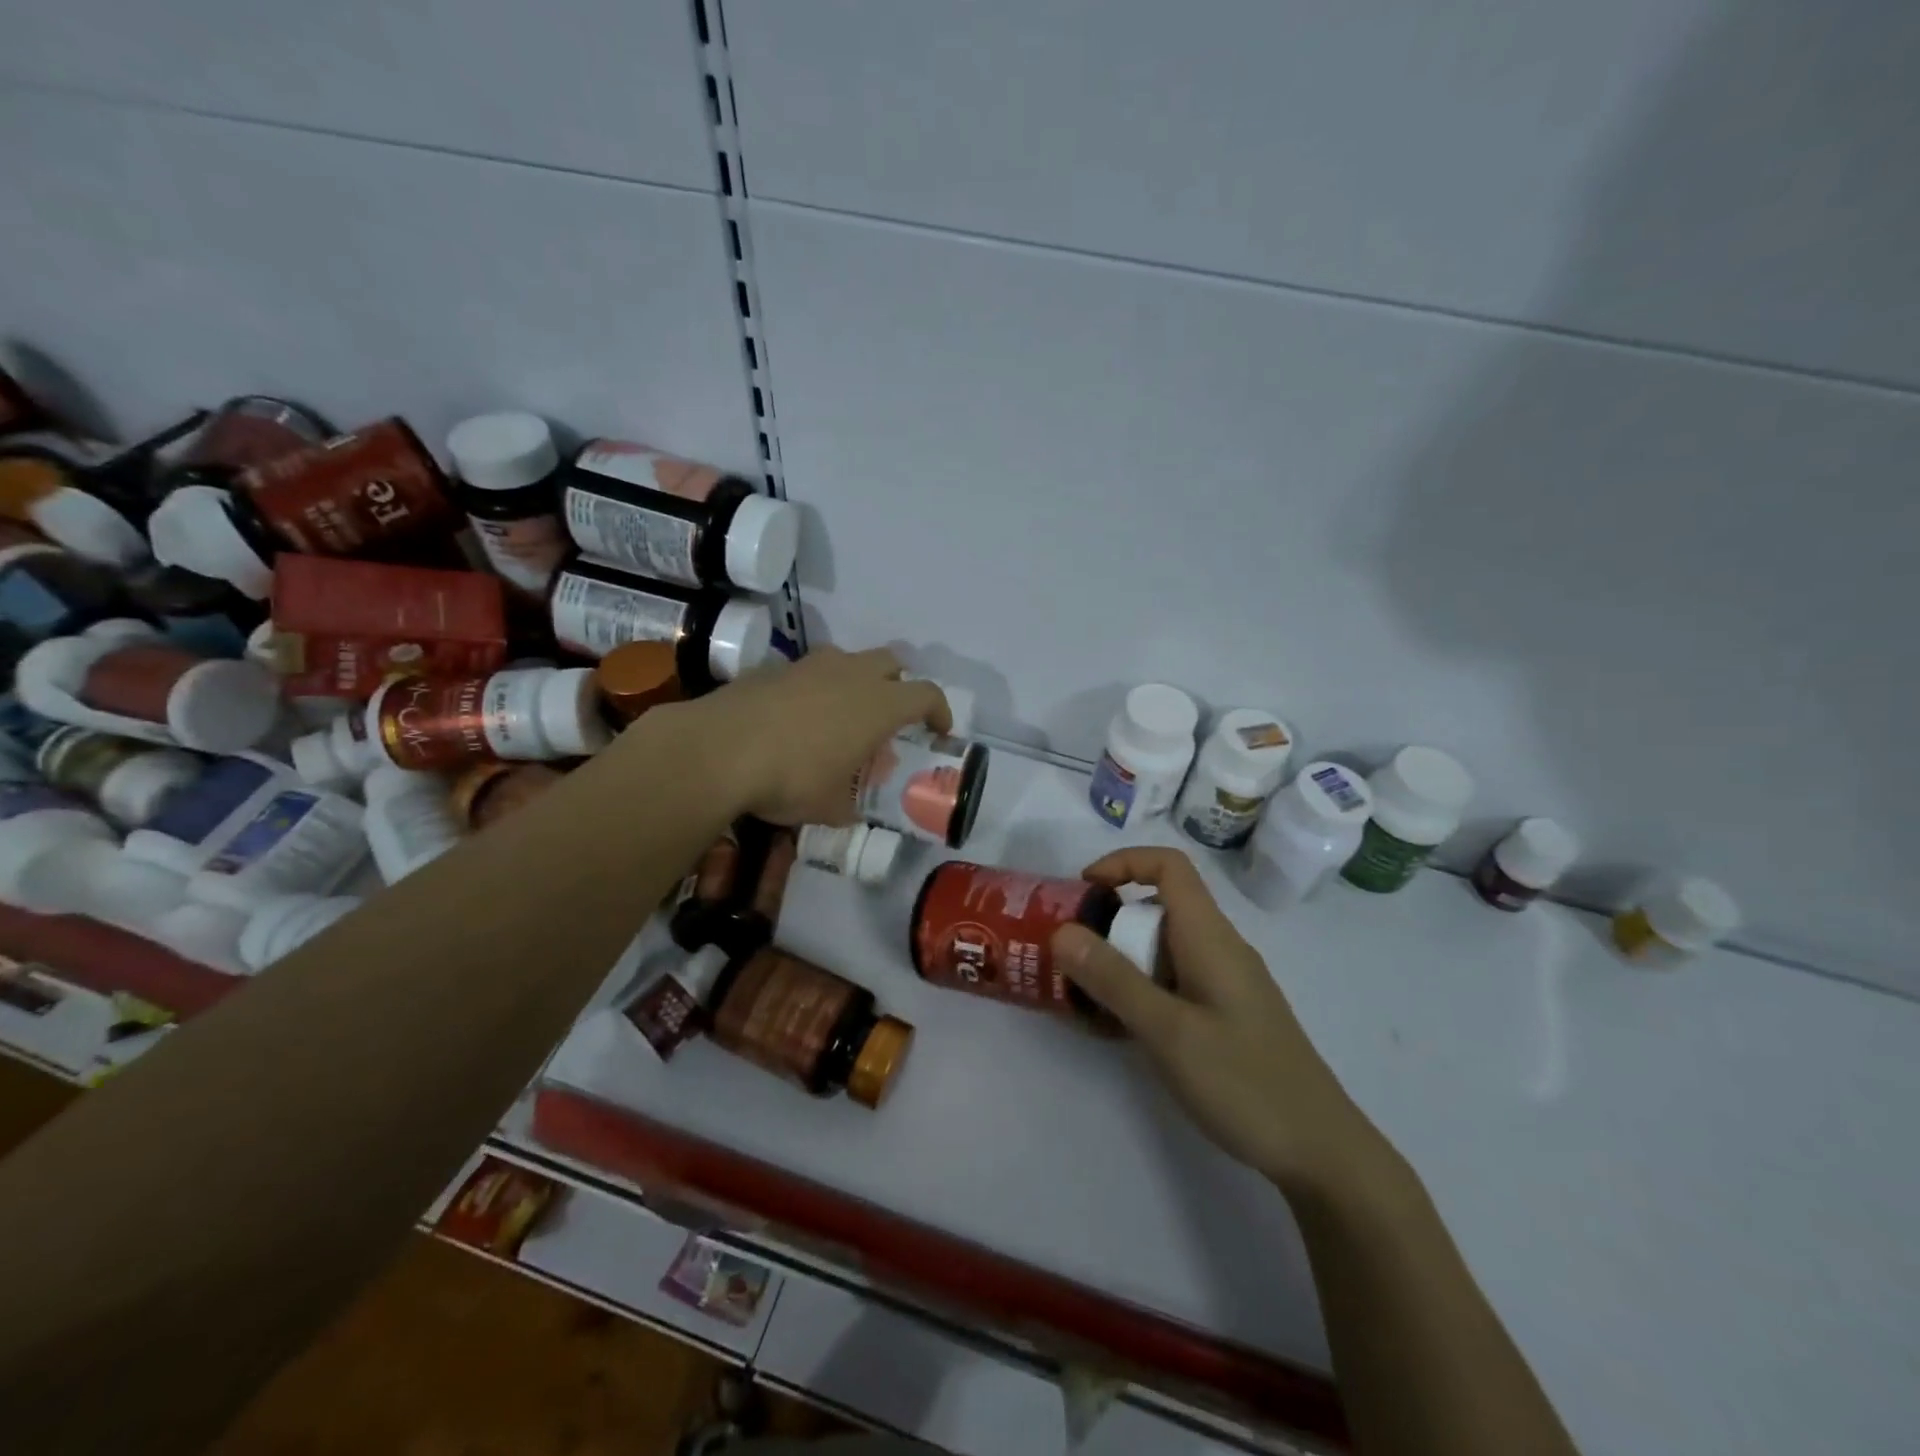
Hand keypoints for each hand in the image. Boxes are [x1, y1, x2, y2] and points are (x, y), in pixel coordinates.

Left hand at [683, 646, 949, 826]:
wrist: (718, 750)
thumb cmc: (791, 778)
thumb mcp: (829, 807)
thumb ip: (848, 805)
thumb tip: (848, 808)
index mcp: (879, 704)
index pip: (927, 694)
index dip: (939, 711)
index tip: (938, 730)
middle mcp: (851, 674)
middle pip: (891, 662)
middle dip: (897, 685)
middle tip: (888, 717)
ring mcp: (809, 666)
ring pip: (847, 661)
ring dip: (854, 682)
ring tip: (840, 717)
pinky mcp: (772, 668)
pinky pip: (807, 673)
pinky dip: (813, 690)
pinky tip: (795, 720)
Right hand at [1052, 848, 1390, 1195]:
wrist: (1321, 1152)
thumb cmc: (1244, 1083)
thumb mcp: (1169, 1031)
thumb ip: (1114, 979)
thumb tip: (1063, 931)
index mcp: (1210, 937)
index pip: (1168, 866)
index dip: (1123, 863)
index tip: (1084, 892)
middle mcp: (1219, 948)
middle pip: (1159, 908)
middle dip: (1110, 922)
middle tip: (1071, 958)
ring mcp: (1224, 983)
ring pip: (1163, 948)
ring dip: (1121, 961)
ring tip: (1085, 998)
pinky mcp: (1225, 1014)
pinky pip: (1173, 982)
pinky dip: (1140, 990)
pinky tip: (1119, 1030)